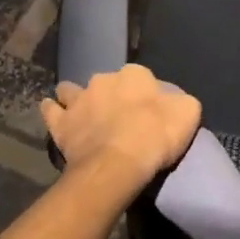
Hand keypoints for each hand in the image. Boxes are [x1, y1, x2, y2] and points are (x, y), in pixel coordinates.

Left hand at [41, 65, 201, 193]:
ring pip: (73, 90)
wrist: (118, 163)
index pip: (142, 78)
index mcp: (135, 75)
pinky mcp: (61, 122)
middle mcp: (104, 79)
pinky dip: (53, 111)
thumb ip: (181, 102)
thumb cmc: (156, 136)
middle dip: (111, 95)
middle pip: (108, 83)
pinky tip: (55, 114)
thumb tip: (173, 102)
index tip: (148, 113)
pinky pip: (51, 110)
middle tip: (119, 118)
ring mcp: (79, 99)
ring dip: (77, 97)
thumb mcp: (188, 114)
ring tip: (84, 113)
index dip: (144, 95)